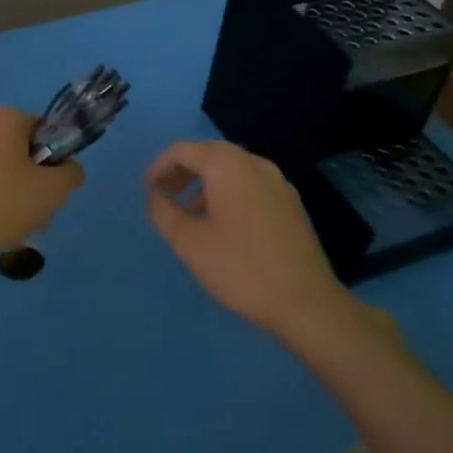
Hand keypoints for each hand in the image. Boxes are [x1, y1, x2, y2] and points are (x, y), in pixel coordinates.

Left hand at [0, 107, 84, 277]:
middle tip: (22, 205)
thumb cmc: (3, 207)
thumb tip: (67, 167)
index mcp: (2, 119)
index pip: (36, 130)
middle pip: (5, 143)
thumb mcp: (54, 192)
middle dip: (15, 169)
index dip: (45, 158)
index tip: (43, 186)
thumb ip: (71, 172)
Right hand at [143, 140, 357, 339]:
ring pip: (232, 171)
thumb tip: (155, 195)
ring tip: (189, 214)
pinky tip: (222, 225)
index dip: (159, 166)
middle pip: (209, 155)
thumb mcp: (188, 242)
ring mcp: (278, 183)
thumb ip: (164, 212)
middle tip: (164, 195)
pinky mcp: (291, 204)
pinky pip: (250, 186)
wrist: (306, 303)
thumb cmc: (240, 268)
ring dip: (205, 184)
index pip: (183, 150)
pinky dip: (228, 194)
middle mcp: (255, 164)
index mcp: (228, 165)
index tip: (147, 189)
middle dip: (182, 172)